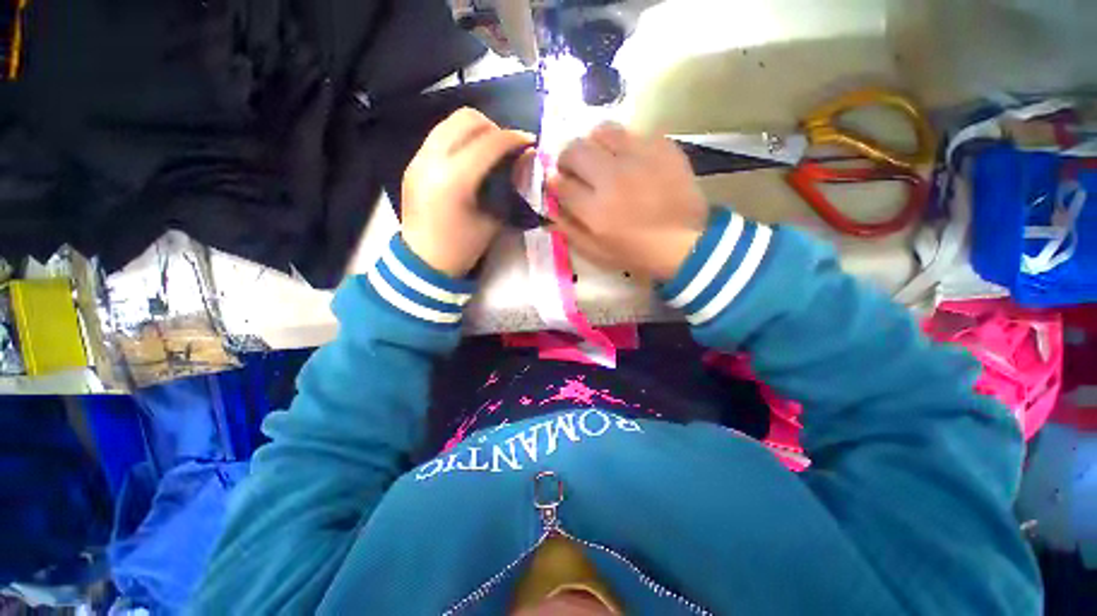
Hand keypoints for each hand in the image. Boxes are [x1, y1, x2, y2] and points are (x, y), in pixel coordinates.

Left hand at [401, 108, 534, 277]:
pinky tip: (471, 159)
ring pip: (450, 122)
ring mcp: (419, 158)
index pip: (489, 142)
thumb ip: (510, 188)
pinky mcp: (413, 162)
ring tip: (490, 150)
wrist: (422, 261)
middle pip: (466, 119)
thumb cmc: (462, 248)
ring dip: (476, 130)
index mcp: (455, 179)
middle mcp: (432, 159)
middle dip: (494, 128)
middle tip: (508, 147)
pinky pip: (440, 136)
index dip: (514, 138)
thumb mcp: (493, 221)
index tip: (529, 143)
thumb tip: (525, 162)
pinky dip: (460, 139)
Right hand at [547, 123, 708, 280]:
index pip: (560, 183)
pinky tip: (631, 160)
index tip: (558, 184)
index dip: (555, 182)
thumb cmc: (636, 253)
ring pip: (603, 131)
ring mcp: (639, 158)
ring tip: (602, 157)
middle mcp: (613, 178)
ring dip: (595, 144)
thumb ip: (569, 229)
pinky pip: (634, 133)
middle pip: (575, 150)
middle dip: (568, 158)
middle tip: (575, 168)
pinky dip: (626, 144)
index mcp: (595, 210)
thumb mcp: (596, 252)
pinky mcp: (663, 147)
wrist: (686, 243)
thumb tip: (550, 207)